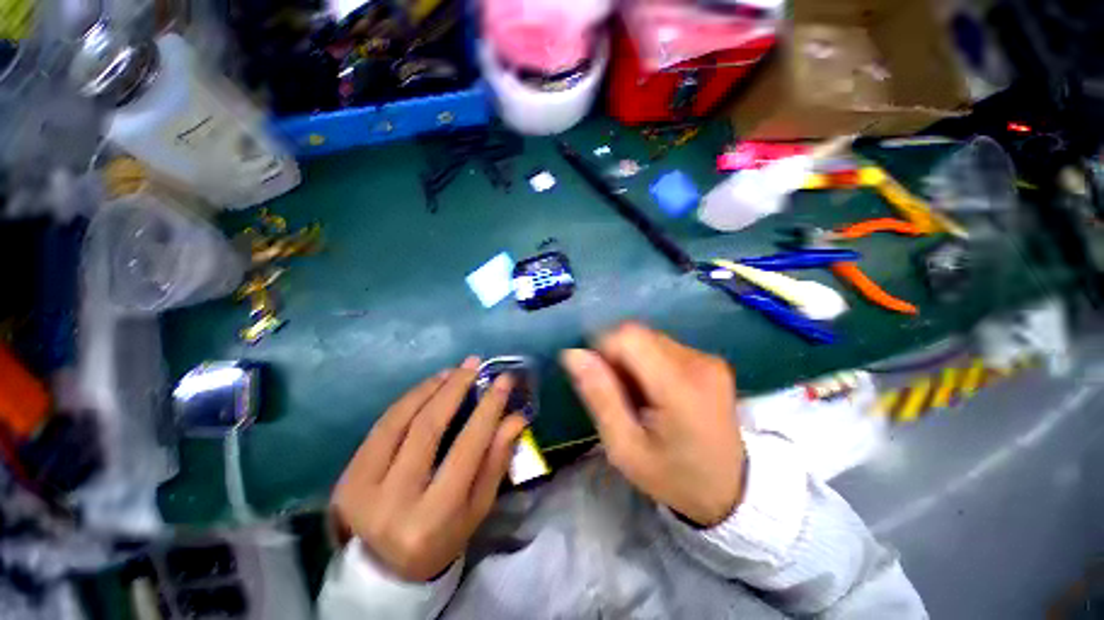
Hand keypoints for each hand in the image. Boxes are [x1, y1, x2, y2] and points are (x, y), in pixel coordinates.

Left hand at [331, 358, 527, 581]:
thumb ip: (497, 460)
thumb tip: (516, 417)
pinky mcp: (347, 476)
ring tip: (452, 371)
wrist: (385, 568)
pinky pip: (381, 426)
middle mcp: (394, 502)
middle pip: (427, 428)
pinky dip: (407, 400)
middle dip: (454, 388)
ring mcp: (362, 488)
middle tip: (473, 364)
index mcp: (434, 517)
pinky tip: (428, 386)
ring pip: (399, 420)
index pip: (467, 448)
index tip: (503, 379)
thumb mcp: (478, 506)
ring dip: (429, 388)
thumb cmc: (443, 536)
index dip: (488, 408)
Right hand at [561, 323, 743, 526]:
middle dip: (618, 357)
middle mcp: (699, 362)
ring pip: (649, 339)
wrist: (731, 490)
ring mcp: (709, 359)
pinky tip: (656, 391)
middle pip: (638, 335)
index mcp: (679, 387)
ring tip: (639, 396)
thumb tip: (573, 354)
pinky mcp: (711, 361)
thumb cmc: (672, 476)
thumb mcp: (625, 447)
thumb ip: (599, 396)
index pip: (629, 336)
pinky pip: (664, 347)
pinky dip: (650, 362)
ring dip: (633, 360)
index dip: (605, 349)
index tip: (601, 380)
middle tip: (619, 395)